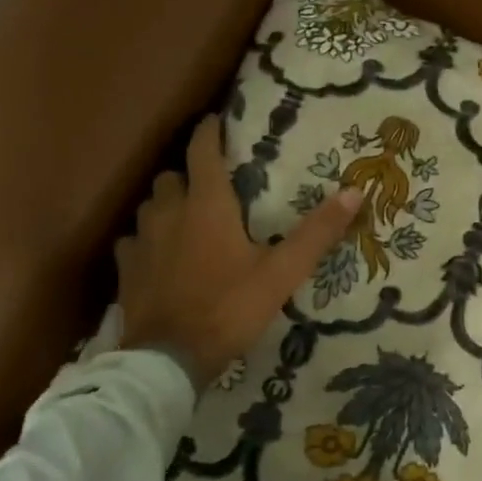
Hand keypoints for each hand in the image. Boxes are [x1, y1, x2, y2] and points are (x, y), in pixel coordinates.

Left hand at [117, 116, 362, 389]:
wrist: (169, 360)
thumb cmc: (229, 308)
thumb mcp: (282, 273)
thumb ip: (317, 233)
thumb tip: (355, 192)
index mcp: (206, 205)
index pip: (202, 150)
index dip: (209, 131)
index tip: (216, 121)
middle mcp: (168, 212)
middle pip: (171, 175)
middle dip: (188, 173)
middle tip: (210, 185)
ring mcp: (141, 241)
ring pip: (149, 206)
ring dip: (167, 204)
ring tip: (185, 218)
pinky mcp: (126, 270)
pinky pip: (133, 241)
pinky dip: (146, 240)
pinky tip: (158, 256)